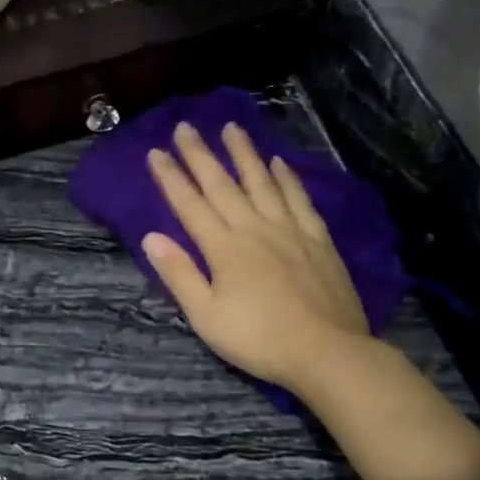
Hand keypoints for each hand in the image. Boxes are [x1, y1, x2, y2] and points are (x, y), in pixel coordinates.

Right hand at [143, 122, 370, 396]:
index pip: (189, 204)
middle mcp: (254, 228)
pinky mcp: (317, 240)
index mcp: (223, 248)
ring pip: (262, 182)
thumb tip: (151, 237)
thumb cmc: (259, 339)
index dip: (170, 177)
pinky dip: (287, 179)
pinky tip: (279, 163)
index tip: (155, 152)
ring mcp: (289, 231)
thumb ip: (180, 274)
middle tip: (186, 126)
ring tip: (231, 128)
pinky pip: (299, 199)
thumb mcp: (206, 316)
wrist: (328, 353)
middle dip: (200, 154)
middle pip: (222, 184)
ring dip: (244, 154)